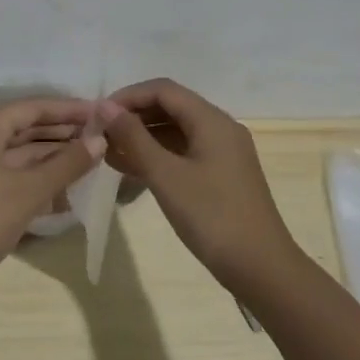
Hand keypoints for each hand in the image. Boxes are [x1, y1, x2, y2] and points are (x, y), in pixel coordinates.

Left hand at [0, 98, 105, 303]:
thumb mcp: (28, 191)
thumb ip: (66, 164)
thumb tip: (99, 140)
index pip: (32, 108)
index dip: (68, 110)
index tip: (102, 112)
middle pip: (26, 127)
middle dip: (63, 131)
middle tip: (103, 135)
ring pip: (21, 151)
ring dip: (54, 155)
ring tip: (93, 158)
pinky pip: (14, 172)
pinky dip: (39, 175)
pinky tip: (67, 185)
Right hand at [99, 78, 295, 292]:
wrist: (261, 269)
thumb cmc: (212, 217)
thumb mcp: (165, 175)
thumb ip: (133, 137)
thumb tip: (105, 107)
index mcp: (211, 120)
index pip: (163, 90)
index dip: (128, 96)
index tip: (98, 114)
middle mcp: (219, 128)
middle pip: (170, 107)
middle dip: (133, 116)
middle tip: (100, 134)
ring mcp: (222, 153)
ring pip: (175, 131)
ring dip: (142, 138)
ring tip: (108, 153)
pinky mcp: (220, 176)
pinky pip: (182, 152)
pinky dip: (157, 156)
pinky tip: (131, 170)